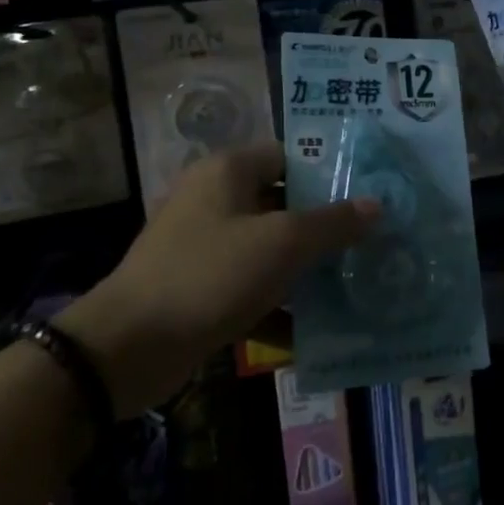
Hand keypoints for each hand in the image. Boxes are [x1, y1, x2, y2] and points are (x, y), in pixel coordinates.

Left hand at [59, 143, 375, 417]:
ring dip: (305, 269)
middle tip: (371, 241)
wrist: (128, 348)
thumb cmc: (211, 275)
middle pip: (282, 203)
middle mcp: (214, 199)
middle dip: (325, 226)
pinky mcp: (198, 287)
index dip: (329, 171)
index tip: (368, 193)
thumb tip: (376, 205)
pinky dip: (277, 305)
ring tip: (354, 284)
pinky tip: (314, 330)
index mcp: (228, 171)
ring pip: (268, 248)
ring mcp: (203, 245)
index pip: (289, 155)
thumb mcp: (282, 244)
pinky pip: (249, 286)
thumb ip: (332, 223)